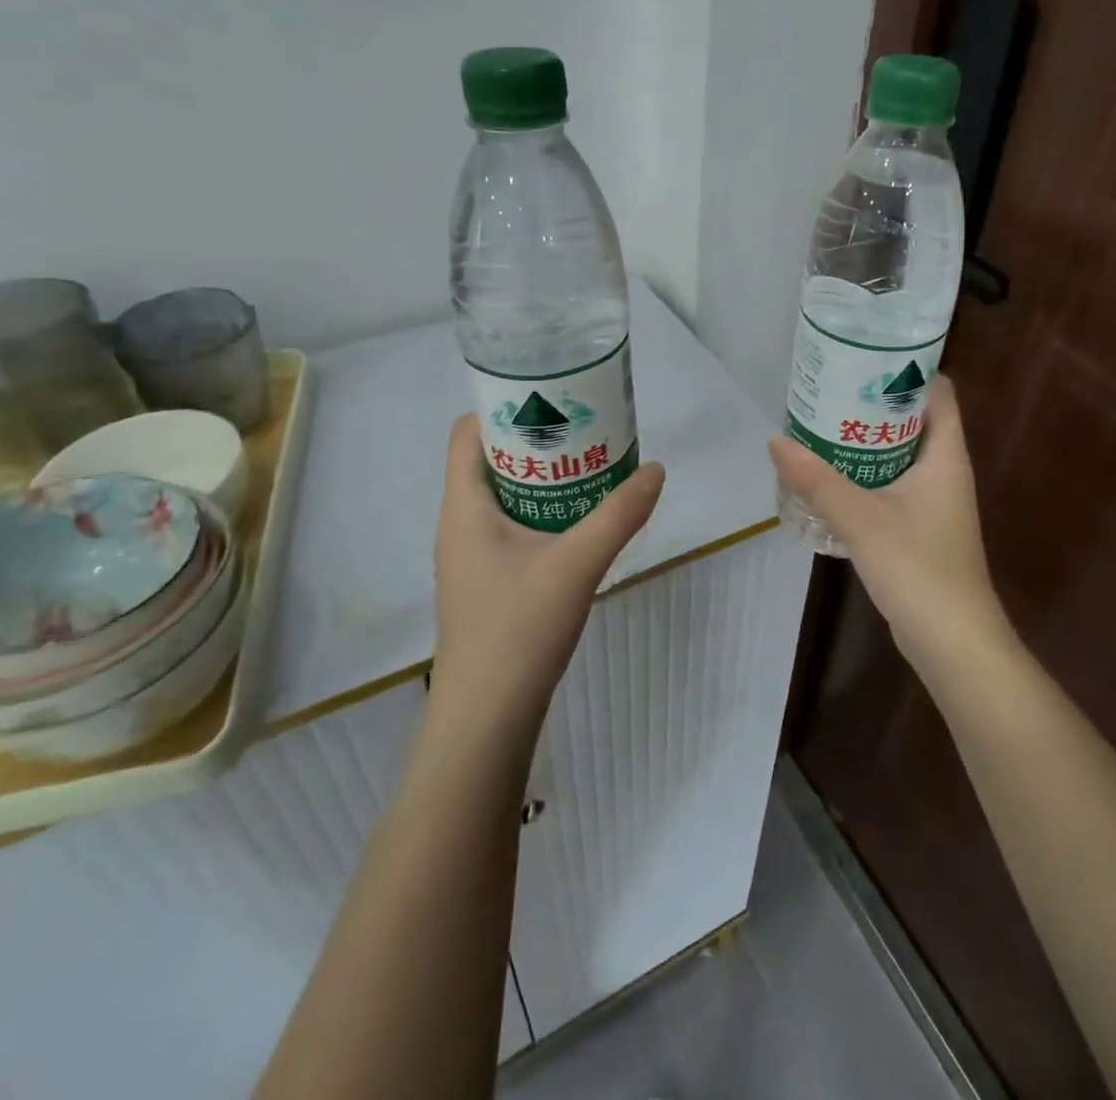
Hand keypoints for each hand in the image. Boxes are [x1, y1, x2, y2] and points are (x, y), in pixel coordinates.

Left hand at [431, 415, 664, 741]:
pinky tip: (581, 520)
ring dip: (543, 476)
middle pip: (490, 459)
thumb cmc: (518, 630)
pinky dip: (543, 509)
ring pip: (504, 495)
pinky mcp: (488, 580)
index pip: (467, 432)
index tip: (552, 396)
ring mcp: (471, 555)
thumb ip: (619, 515)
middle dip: (536, 438)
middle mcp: (460, 522)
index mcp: (464, 506)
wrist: (486, 718)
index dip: (503, 406)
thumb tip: (656, 469)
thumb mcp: (577, 565)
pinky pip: (512, 525)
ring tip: (590, 464)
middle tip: (585, 426)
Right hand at [769, 377, 1009, 671]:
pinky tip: (829, 477)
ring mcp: (933, 501)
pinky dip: (864, 473)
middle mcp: (944, 471)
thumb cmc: (917, 568)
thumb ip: (816, 480)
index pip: (937, 391)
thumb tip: (775, 441)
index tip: (864, 355)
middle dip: (873, 403)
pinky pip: (891, 484)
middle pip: (912, 420)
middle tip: (829, 388)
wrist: (952, 641)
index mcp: (945, 456)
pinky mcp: (919, 527)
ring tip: (821, 424)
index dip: (907, 368)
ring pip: (898, 454)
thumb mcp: (860, 518)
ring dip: (865, 440)